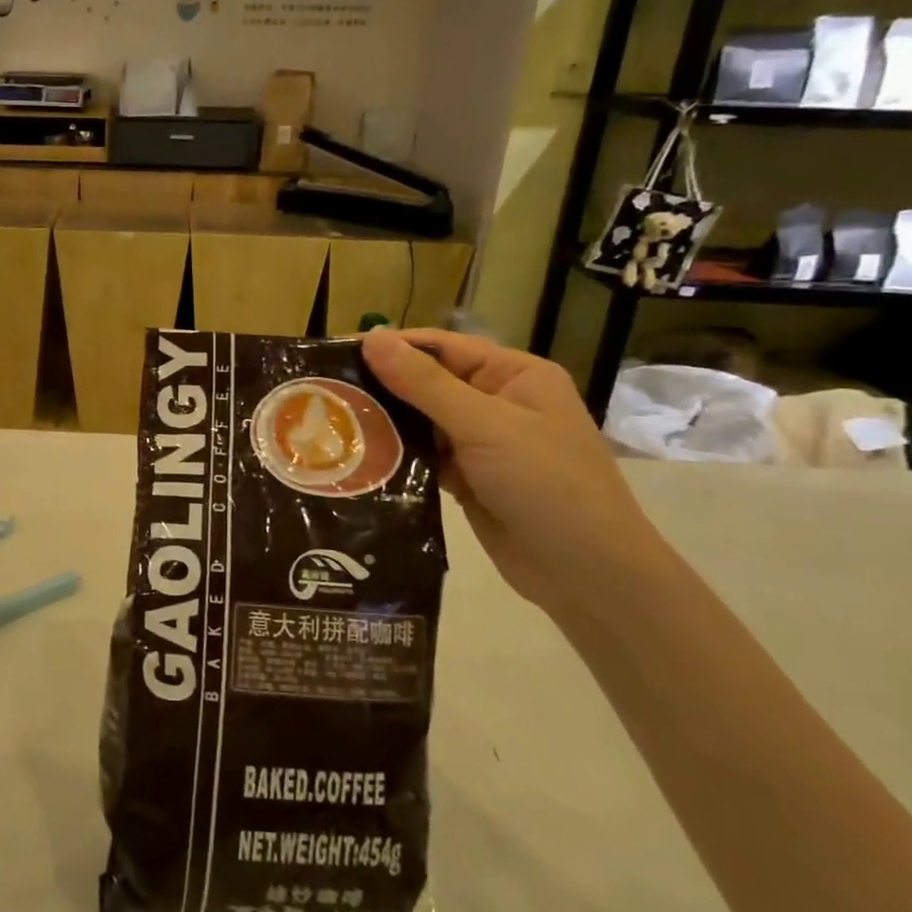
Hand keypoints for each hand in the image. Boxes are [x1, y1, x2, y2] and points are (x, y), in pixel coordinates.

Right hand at [361, 329, 679, 614]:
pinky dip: (398, 456)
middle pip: (428, 382)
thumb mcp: (485, 425)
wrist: (587, 573)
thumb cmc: (546, 483)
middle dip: (383, 387)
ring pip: (422, 422)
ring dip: (386, 423)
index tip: (337, 352)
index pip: (442, 347)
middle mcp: (498, 403)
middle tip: (324, 391)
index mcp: (514, 376)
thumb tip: (372, 338)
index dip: (392, 347)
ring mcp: (483, 444)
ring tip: (332, 423)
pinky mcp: (468, 479)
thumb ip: (424, 383)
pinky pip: (424, 456)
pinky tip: (359, 457)